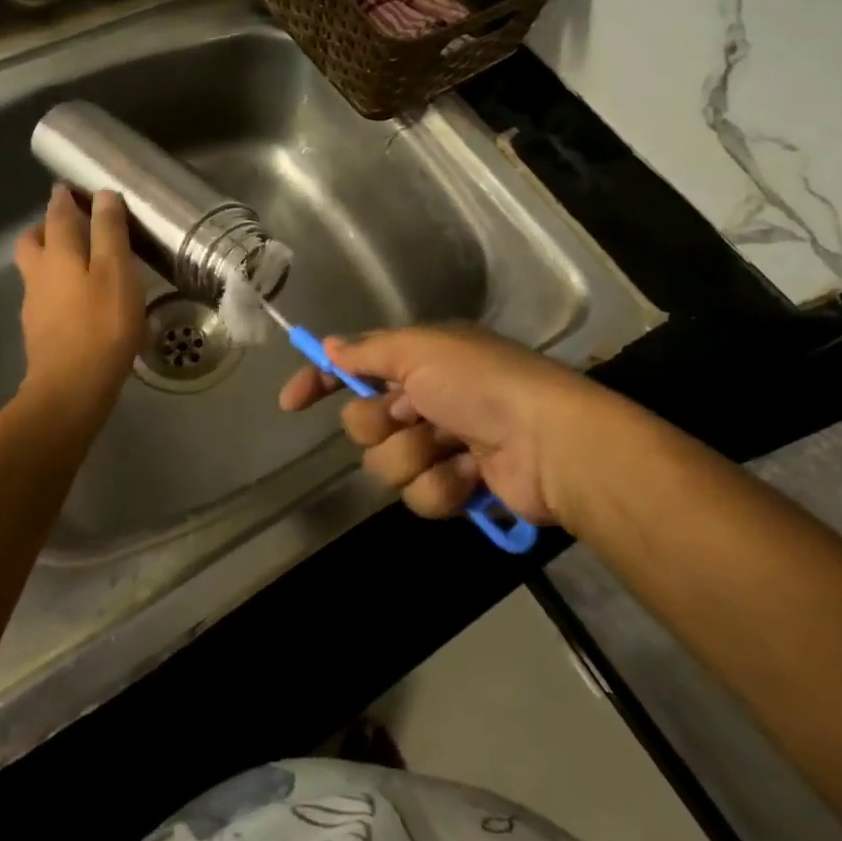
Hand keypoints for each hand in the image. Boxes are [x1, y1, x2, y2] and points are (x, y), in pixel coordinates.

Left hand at [12, 185, 143, 431]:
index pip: (56, 215)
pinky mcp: (40, 332)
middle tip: (70, 225)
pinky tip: (81, 302)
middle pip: (32, 241)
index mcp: (57, 254)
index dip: (63, 199)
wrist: (71, 388)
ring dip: (52, 258)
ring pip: (36, 270)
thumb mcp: (116, 271)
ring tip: (82, 263)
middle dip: (46, 228)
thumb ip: (109, 232)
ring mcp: (34, 306)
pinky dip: (59, 288)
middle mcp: (38, 275)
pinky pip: (46, 297)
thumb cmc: (101, 325)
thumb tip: (102, 195)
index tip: (70, 188)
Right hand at [279, 325, 593, 527]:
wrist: (549, 442)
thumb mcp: (421, 349)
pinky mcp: (457, 489)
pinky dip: (444, 486)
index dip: (320, 381)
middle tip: (415, 413)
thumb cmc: (481, 382)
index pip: (353, 368)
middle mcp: (423, 401)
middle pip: (362, 424)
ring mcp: (439, 446)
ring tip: (454, 447)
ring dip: (417, 456)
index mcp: (417, 362)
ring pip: (386, 464)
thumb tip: (329, 345)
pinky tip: (473, 474)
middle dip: (383, 423)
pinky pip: (419, 495)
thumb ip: (369, 351)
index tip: (291, 404)